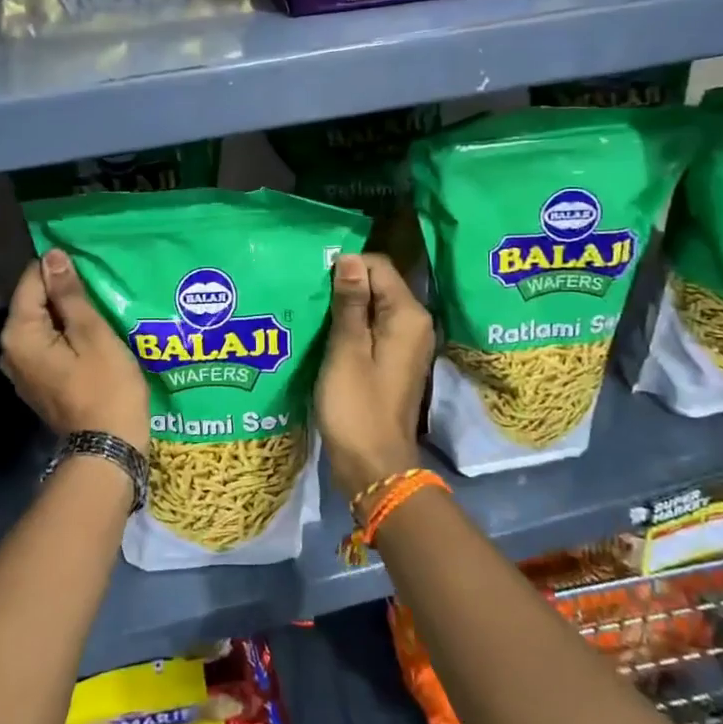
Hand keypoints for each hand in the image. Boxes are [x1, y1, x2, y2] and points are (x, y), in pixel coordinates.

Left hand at [1, 249, 150, 451]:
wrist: (107, 449)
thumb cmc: (105, 387)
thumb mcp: (92, 334)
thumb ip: (69, 295)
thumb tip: (52, 257)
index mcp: (19, 334)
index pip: (32, 281)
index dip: (60, 270)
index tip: (90, 269)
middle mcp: (10, 349)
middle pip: (34, 303)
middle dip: (64, 293)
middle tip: (100, 289)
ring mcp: (22, 369)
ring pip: (43, 325)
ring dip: (68, 315)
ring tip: (100, 308)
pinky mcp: (38, 382)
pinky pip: (48, 345)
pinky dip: (67, 336)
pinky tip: (92, 336)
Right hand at [316, 253, 434, 505]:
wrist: (373, 465)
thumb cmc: (356, 406)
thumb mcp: (346, 350)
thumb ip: (350, 302)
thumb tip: (349, 258)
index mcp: (408, 315)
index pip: (378, 266)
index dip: (346, 266)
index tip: (313, 278)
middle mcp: (415, 323)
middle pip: (378, 284)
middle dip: (344, 284)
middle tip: (307, 293)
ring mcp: (406, 344)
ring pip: (373, 306)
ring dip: (344, 306)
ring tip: (311, 311)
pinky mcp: (393, 360)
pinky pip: (373, 328)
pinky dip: (351, 326)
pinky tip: (324, 334)